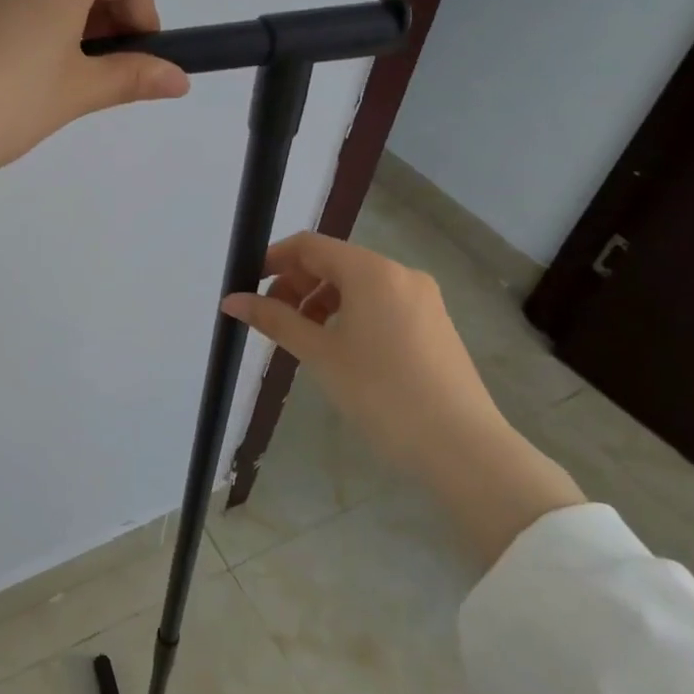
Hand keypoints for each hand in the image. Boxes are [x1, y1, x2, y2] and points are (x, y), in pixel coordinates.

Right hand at [222, 233, 583, 564]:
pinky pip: (380, 302)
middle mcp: (400, 274)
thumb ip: (274, 320)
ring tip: (302, 337)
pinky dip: (349, 313)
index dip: (273, 260)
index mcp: (372, 271)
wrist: (462, 446)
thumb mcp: (319, 354)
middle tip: (272, 319)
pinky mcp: (434, 323)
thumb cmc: (381, 393)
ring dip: (321, 300)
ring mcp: (422, 298)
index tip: (248, 286)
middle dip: (296, 284)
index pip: (310, 246)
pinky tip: (339, 348)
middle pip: (334, 262)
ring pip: (357, 284)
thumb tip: (231, 300)